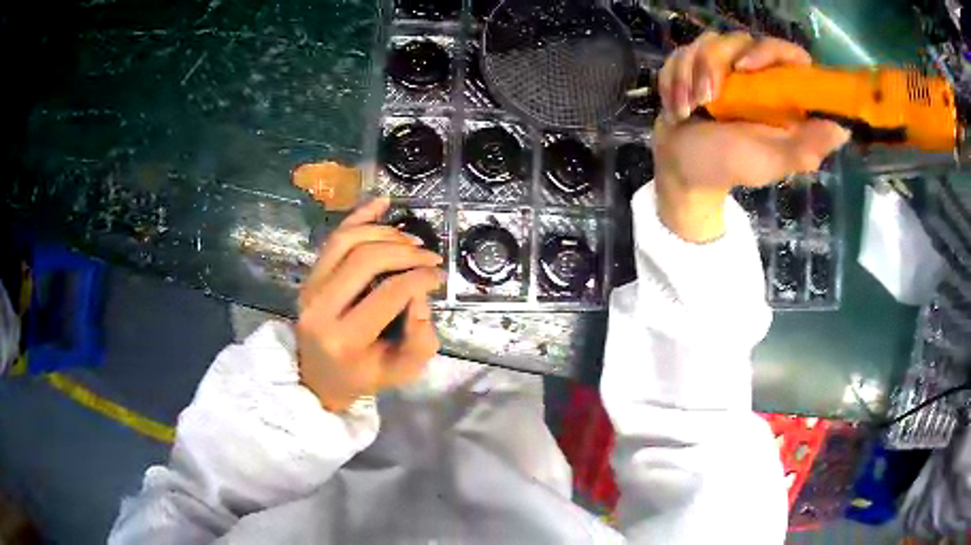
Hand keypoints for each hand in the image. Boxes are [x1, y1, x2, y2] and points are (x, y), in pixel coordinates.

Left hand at [296, 197, 443, 412]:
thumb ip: (420, 340)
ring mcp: (310, 288)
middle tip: (429, 257)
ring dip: (385, 233)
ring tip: (411, 241)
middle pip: (366, 259)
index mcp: (345, 338)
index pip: (388, 294)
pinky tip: (382, 202)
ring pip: (347, 241)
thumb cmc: (362, 377)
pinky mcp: (309, 277)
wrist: (318, 377)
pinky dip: (359, 216)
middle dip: (405, 252)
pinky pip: (334, 238)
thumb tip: (421, 297)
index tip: (439, 275)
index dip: (420, 278)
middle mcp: (321, 308)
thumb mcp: (400, 372)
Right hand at [653, 32, 850, 241]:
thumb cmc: (729, 166)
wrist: (683, 169)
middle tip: (705, 100)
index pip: (787, 54)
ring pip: (706, 42)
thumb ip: (804, 147)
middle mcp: (756, 75)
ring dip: (689, 75)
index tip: (745, 69)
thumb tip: (842, 130)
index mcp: (780, 95)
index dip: (768, 51)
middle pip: (738, 39)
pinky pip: (682, 52)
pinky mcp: (695, 67)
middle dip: (712, 65)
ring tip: (687, 109)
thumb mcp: (770, 161)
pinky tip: (677, 106)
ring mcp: (724, 68)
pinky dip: (673, 78)